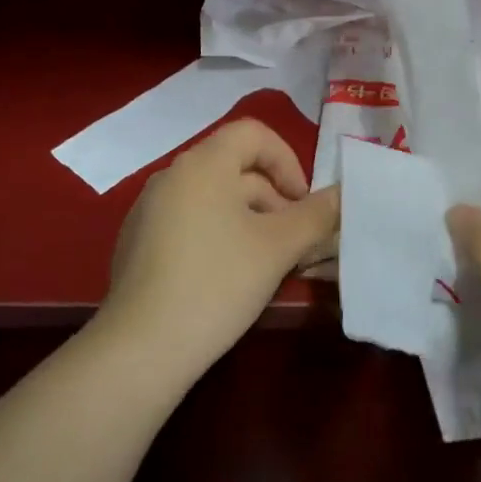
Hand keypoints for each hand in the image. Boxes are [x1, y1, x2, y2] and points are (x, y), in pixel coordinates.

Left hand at [100, 118, 338, 382]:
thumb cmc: (218, 283)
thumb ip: (316, 214)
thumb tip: (343, 194)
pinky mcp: (137, 242)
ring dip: (249, 218)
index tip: (302, 203)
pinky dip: (218, 234)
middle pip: (235, 167)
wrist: (141, 348)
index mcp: (203, 164)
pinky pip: (189, 220)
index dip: (287, 160)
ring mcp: (148, 209)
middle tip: (294, 241)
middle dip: (273, 197)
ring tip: (266, 263)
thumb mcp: (278, 247)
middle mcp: (171, 175)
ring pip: (213, 197)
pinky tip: (227, 277)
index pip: (253, 133)